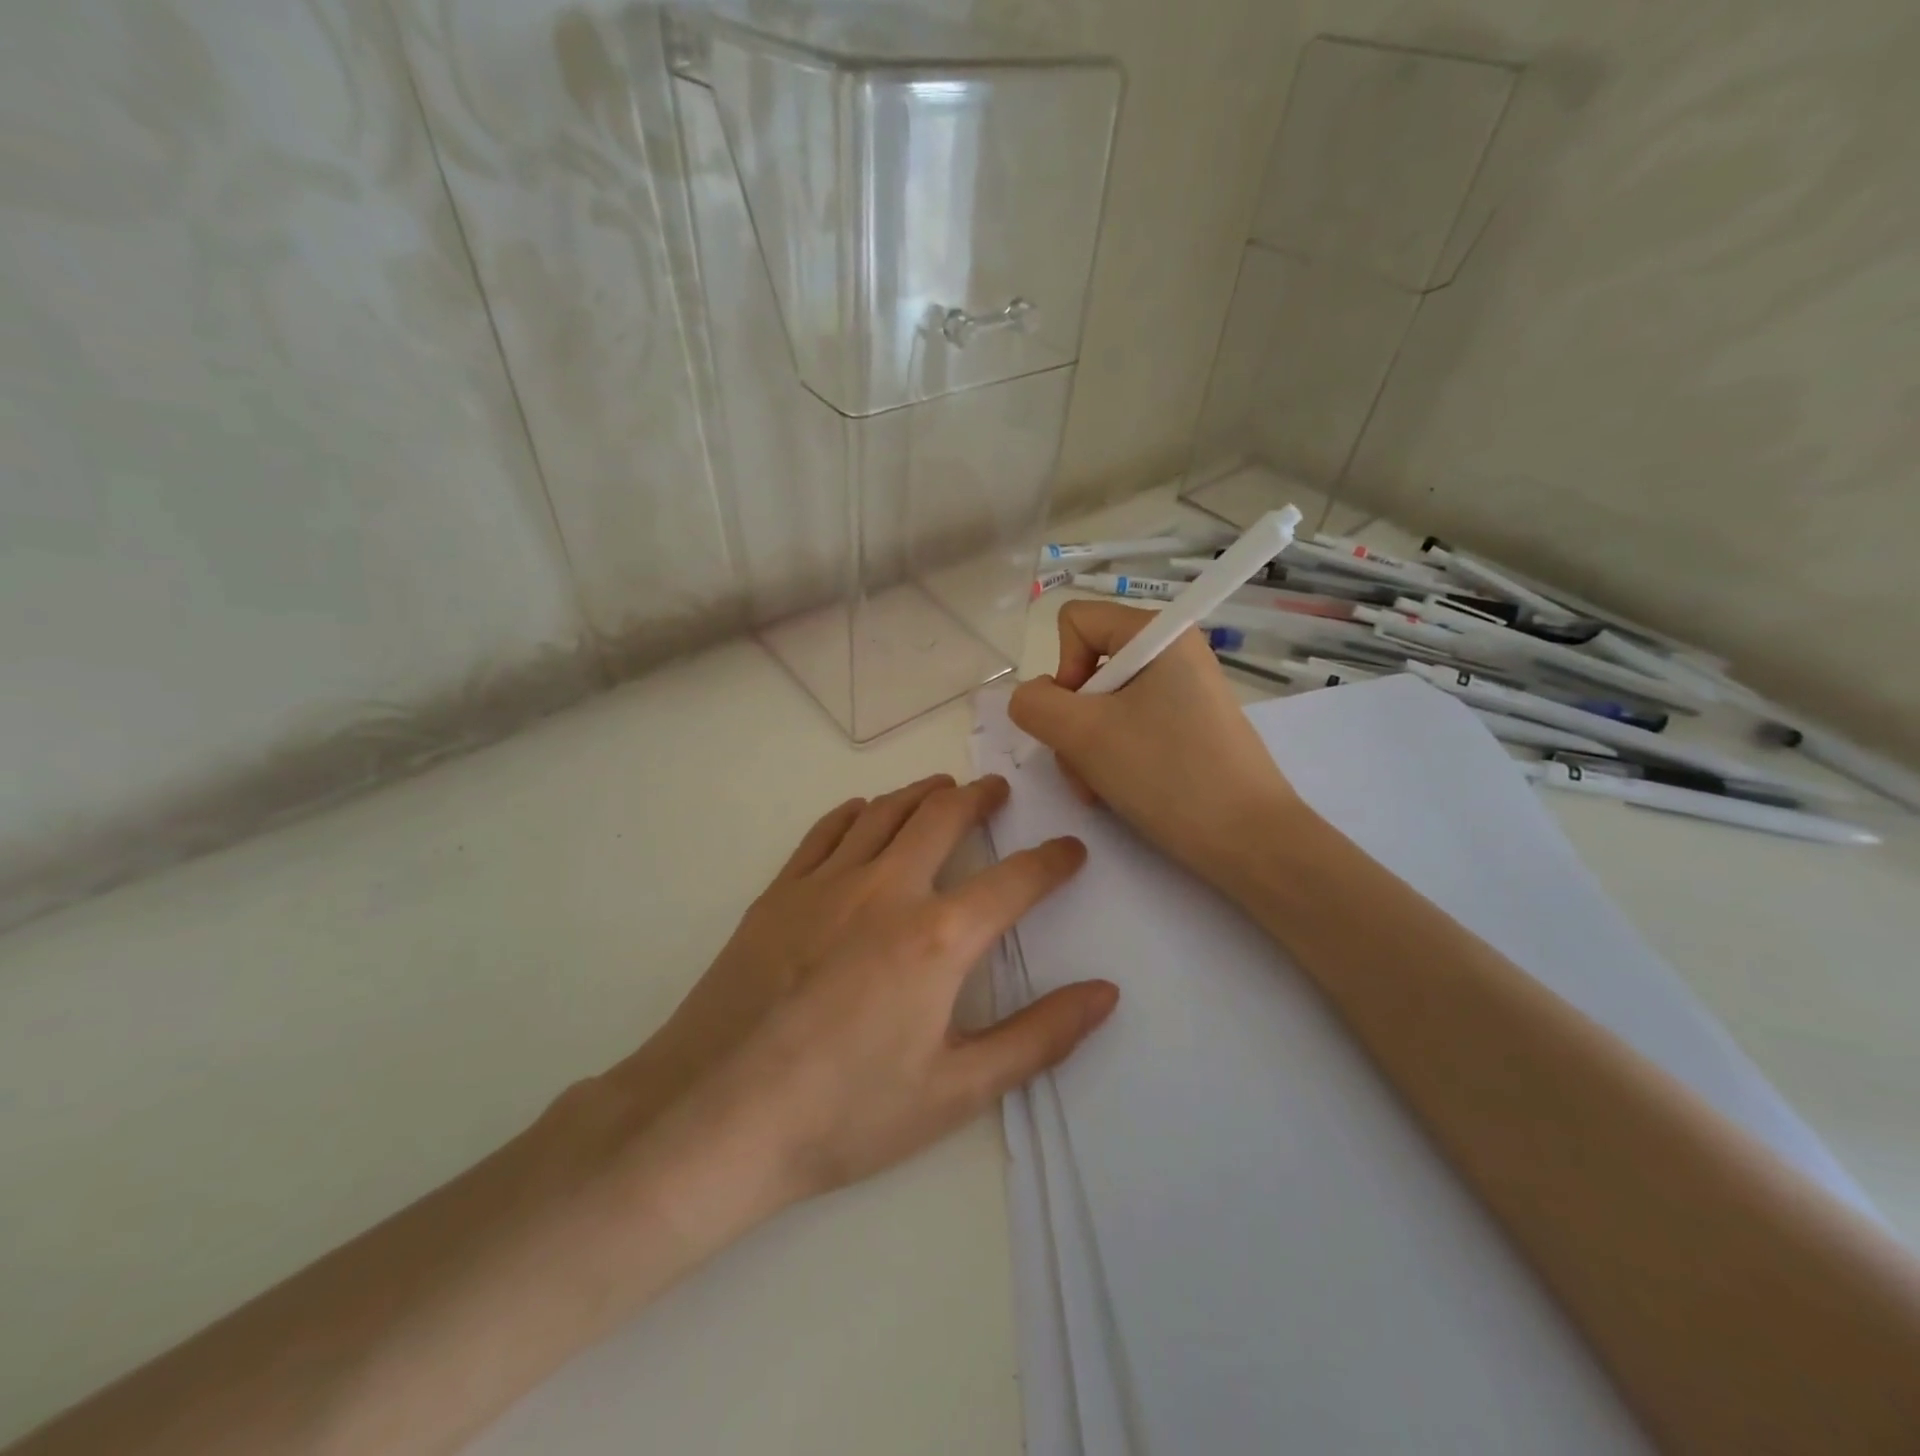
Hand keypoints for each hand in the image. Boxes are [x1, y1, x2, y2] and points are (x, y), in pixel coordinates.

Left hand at [599, 774, 1117, 1215]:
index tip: (1070, 850)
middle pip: (943, 818)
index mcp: (938, 938)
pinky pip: (825, 831)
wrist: (714, 1117)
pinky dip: (855, 811)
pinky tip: (863, 811)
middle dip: (980, 798)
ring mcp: (826, 884)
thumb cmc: (844, 1115)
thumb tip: (1105, 993)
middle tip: (997, 791)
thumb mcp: (956, 1092)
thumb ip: (1038, 1038)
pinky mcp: (779, 892)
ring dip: (922, 793)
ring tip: (944, 787)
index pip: (1014, 881)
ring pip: (885, 811)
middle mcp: (886, 889)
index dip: (1051, 862)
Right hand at [1008, 600, 1302, 891]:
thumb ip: (1035, 704)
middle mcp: (1173, 653)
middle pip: (1087, 668)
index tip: (1080, 716)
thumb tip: (1033, 698)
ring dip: (1086, 749)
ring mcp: (1183, 693)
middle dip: (1073, 722)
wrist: (1250, 841)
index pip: (1075, 622)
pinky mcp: (1188, 728)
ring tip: (1100, 789)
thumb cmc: (1168, 775)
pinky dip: (1112, 759)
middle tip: (1085, 766)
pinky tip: (1118, 793)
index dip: (1063, 669)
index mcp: (1158, 633)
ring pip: (1103, 706)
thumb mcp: (1083, 735)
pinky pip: (1129, 729)